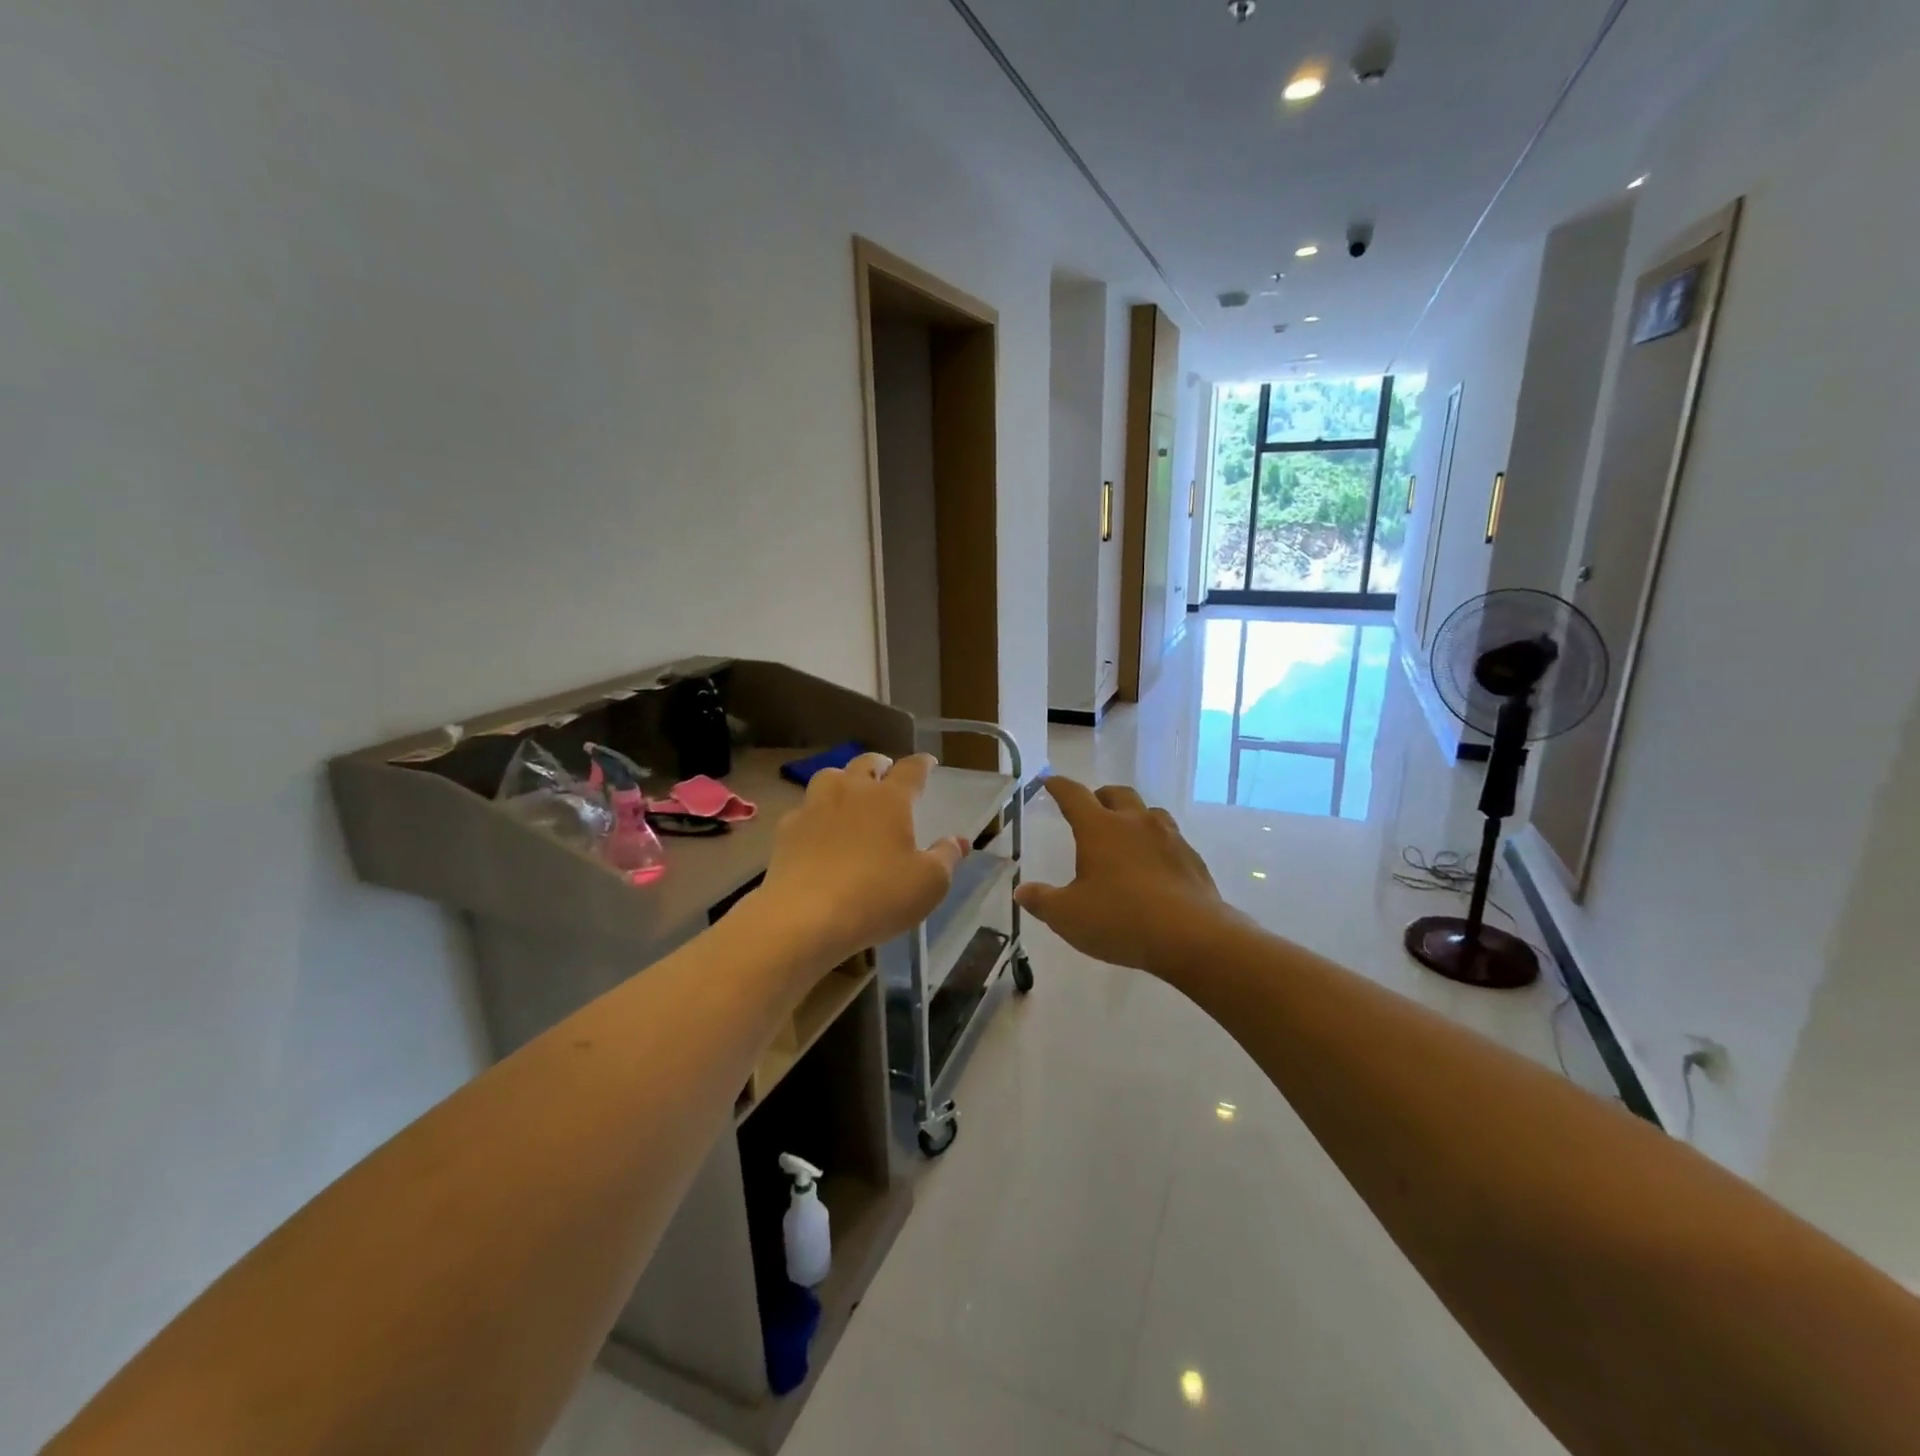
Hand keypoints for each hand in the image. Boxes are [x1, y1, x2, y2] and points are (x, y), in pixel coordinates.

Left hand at [757, 753, 968, 967]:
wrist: (805, 916)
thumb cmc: (877, 896)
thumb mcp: (928, 884)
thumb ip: (947, 857)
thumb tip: (960, 840)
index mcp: (891, 799)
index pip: (911, 769)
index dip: (923, 764)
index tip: (929, 763)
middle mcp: (852, 791)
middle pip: (867, 763)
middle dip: (881, 765)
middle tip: (887, 775)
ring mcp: (815, 806)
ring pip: (830, 776)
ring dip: (844, 780)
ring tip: (850, 794)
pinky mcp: (788, 828)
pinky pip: (805, 809)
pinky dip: (816, 813)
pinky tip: (819, 830)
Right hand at [1014, 778, 1230, 975]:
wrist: (1191, 935)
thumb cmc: (1120, 919)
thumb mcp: (1068, 916)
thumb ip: (1042, 901)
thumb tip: (1021, 891)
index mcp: (1099, 828)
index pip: (1074, 795)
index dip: (1059, 786)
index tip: (1049, 782)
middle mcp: (1135, 823)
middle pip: (1117, 794)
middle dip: (1100, 796)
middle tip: (1091, 808)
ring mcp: (1169, 838)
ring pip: (1149, 812)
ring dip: (1134, 816)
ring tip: (1126, 835)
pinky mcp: (1192, 858)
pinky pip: (1171, 839)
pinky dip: (1157, 844)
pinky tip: (1154, 866)